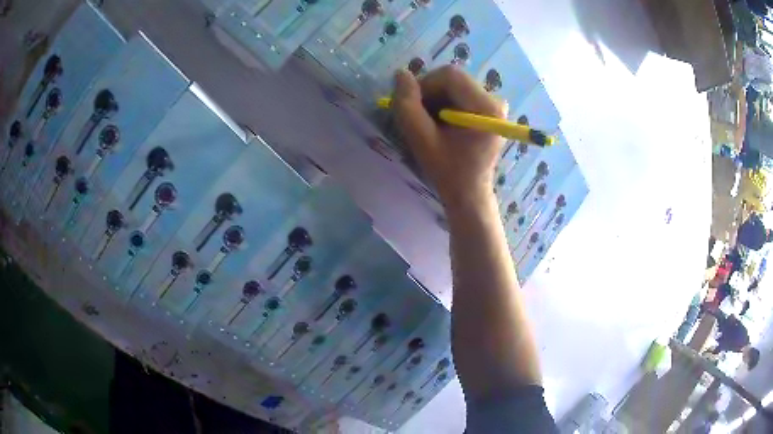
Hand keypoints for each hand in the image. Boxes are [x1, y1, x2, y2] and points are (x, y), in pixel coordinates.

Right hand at [392, 66, 507, 210]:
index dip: (424, 85)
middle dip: (430, 93)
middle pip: (453, 79)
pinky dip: (444, 104)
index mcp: (486, 107)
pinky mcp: (488, 109)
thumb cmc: (448, 171)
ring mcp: (493, 104)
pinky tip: (441, 124)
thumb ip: (407, 106)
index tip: (413, 108)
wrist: (469, 193)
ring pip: (454, 85)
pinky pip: (460, 93)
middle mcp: (495, 100)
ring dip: (435, 99)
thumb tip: (400, 74)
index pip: (450, 75)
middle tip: (420, 118)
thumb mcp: (422, 140)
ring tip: (430, 124)